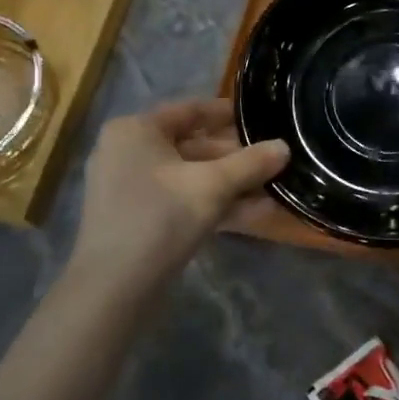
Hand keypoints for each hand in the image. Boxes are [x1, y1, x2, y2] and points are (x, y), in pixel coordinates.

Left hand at [67, 100, 288, 296]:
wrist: (113, 289)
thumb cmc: (160, 219)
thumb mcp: (212, 187)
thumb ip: (250, 163)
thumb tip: (285, 146)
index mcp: (136, 130)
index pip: (191, 110)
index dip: (228, 113)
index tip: (263, 117)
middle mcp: (129, 151)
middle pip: (193, 144)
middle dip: (236, 156)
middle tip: (274, 159)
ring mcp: (131, 187)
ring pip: (190, 175)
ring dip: (230, 182)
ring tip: (274, 187)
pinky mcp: (139, 217)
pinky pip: (182, 199)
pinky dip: (213, 203)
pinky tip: (255, 213)